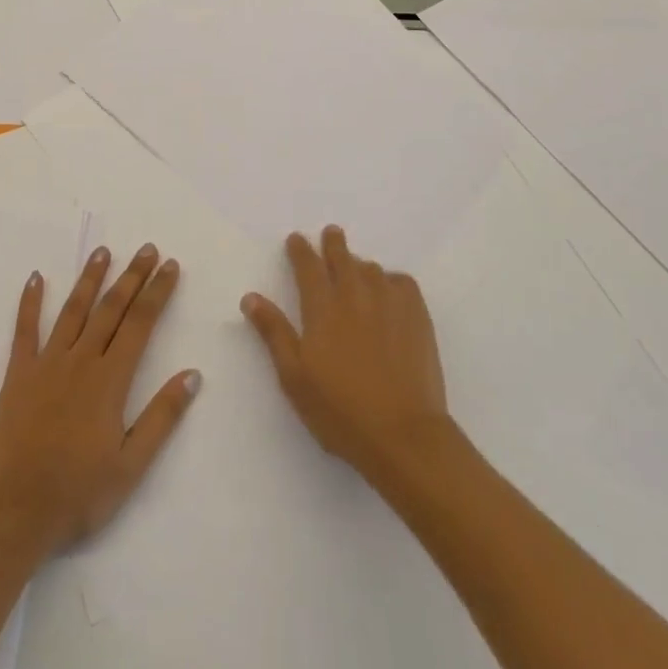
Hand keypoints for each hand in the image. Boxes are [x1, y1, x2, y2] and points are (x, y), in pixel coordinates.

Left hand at [0, 244, 199, 555]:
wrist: (14, 515)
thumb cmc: (78, 495)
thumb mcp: (131, 466)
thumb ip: (162, 417)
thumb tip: (192, 374)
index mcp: (110, 380)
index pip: (140, 324)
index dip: (157, 292)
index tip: (170, 266)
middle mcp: (81, 361)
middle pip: (111, 309)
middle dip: (132, 276)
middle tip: (147, 249)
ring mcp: (46, 364)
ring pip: (73, 311)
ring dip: (90, 279)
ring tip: (103, 251)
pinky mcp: (17, 376)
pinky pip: (24, 331)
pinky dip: (30, 302)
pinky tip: (35, 278)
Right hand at [241, 226, 450, 480]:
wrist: (403, 434)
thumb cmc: (340, 411)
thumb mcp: (294, 377)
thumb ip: (274, 332)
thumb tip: (250, 297)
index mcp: (322, 307)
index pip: (308, 265)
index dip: (300, 249)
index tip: (296, 239)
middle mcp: (355, 294)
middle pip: (342, 256)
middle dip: (333, 243)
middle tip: (331, 234)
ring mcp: (389, 302)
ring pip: (371, 268)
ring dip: (359, 264)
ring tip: (356, 269)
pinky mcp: (417, 315)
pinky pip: (402, 282)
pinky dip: (391, 280)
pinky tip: (389, 290)